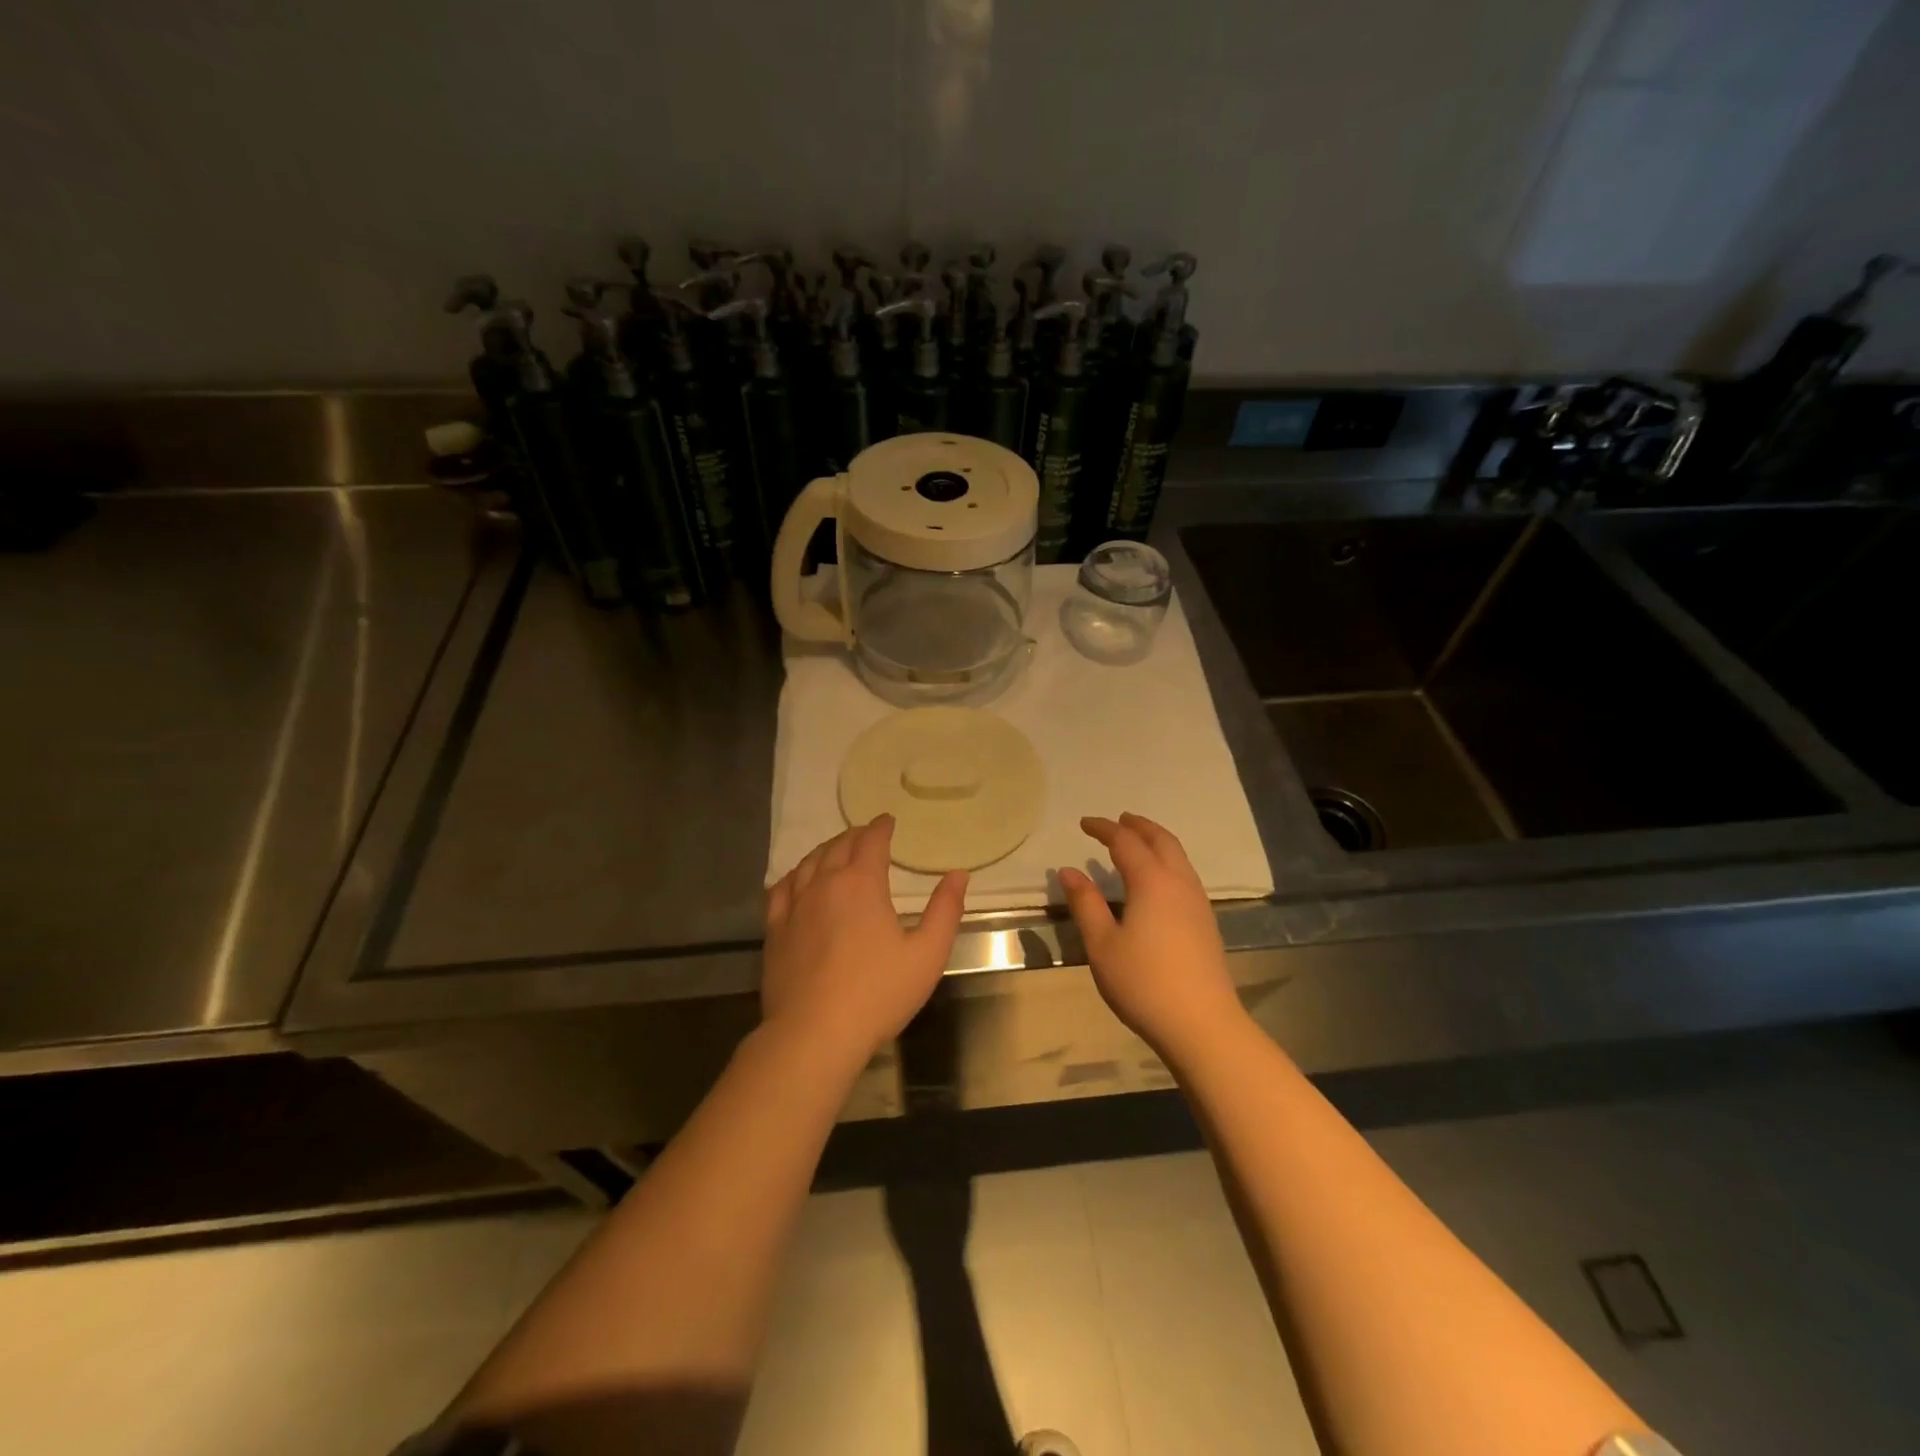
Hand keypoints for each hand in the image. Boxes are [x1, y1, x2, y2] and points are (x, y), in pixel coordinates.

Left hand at [763, 816, 967, 1062]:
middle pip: (838, 847)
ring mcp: (795, 906)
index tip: (888, 821)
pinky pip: (782, 889)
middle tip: (866, 834)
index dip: (881, 827)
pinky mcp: (775, 930)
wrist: (814, 1034)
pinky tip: (797, 880)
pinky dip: (794, 876)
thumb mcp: (927, 954)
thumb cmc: (878, 993)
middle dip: (855, 836)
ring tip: (836, 850)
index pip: (871, 841)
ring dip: (826, 850)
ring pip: (808, 863)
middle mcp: (825, 884)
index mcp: (862, 883)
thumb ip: (945, 910)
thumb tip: (958, 874)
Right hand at [1058, 813, 1245, 1061]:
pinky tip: (1158, 880)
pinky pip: (1185, 874)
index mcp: (1151, 882)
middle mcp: (1179, 882)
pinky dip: (1168, 860)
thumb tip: (1068, 871)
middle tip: (1119, 820)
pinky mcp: (1206, 921)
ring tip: (1138, 841)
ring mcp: (1197, 902)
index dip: (1104, 828)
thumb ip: (1085, 904)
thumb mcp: (1102, 945)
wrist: (1202, 1024)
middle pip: (1161, 840)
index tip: (1084, 823)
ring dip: (1157, 840)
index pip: (1125, 842)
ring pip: (1178, 856)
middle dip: (1138, 825)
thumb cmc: (1143, 983)